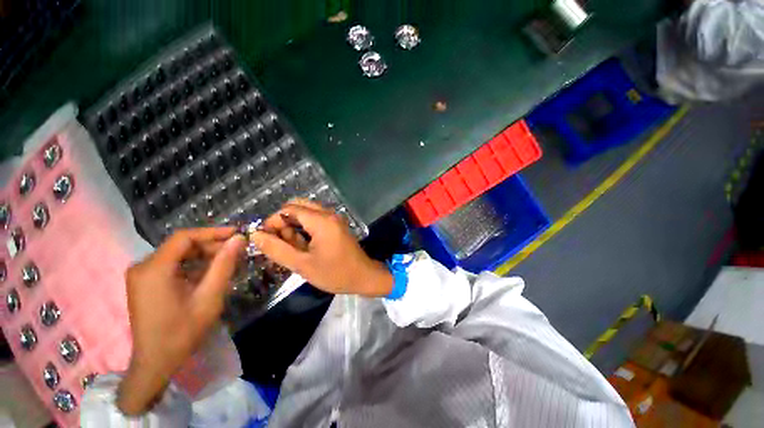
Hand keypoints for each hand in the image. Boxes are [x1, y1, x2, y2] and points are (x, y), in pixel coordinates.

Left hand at [117, 228, 245, 415]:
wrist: (155, 361)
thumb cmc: (182, 331)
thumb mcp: (209, 296)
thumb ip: (224, 265)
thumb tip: (239, 239)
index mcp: (154, 269)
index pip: (184, 237)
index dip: (212, 232)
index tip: (236, 234)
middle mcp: (143, 267)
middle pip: (181, 245)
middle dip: (210, 245)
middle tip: (236, 251)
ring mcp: (141, 275)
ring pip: (177, 255)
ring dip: (203, 256)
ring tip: (227, 261)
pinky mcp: (145, 283)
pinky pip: (172, 265)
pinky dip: (193, 265)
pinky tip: (209, 273)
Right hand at [250, 200, 392, 296]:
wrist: (364, 276)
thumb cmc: (335, 273)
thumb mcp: (302, 265)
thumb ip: (277, 249)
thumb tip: (255, 235)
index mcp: (321, 220)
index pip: (289, 209)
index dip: (273, 221)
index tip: (267, 240)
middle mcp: (329, 214)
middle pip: (298, 206)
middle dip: (284, 222)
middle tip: (281, 243)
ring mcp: (334, 218)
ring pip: (307, 212)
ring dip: (295, 225)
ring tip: (294, 247)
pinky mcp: (337, 225)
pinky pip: (316, 219)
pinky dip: (306, 228)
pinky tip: (305, 245)